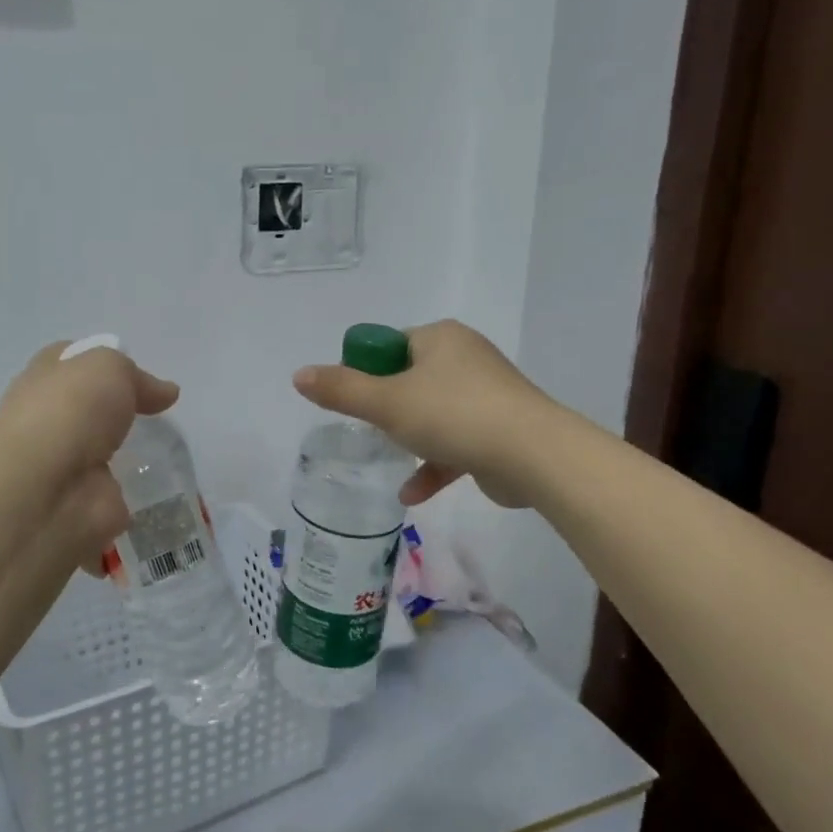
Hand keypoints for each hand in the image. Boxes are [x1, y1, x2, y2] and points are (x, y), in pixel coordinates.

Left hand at [0, 341, 179, 567]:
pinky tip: (161, 486)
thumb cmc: (70, 413)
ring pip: (102, 451)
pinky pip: (116, 491)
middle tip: (159, 413)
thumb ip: (136, 376)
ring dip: (128, 453)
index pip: (72, 361)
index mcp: (43, 380)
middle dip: (119, 410)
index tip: (140, 374)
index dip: (104, 362)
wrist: (46, 492)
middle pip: (89, 408)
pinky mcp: (84, 501)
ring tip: (167, 449)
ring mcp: (65, 465)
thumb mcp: (108, 367)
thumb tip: (165, 392)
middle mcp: (48, 420)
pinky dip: (135, 492)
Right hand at [293, 320, 547, 507]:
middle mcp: (466, 358)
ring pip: (434, 412)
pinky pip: (456, 442)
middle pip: (410, 379)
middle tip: (370, 429)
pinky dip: (434, 464)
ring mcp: (487, 395)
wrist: (534, 456)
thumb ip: (341, 390)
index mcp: (440, 338)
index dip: (366, 371)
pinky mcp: (499, 430)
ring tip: (389, 457)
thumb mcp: (386, 402)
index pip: (391, 345)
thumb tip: (299, 375)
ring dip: (410, 438)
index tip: (354, 400)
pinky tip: (412, 493)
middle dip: (387, 407)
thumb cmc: (454, 416)